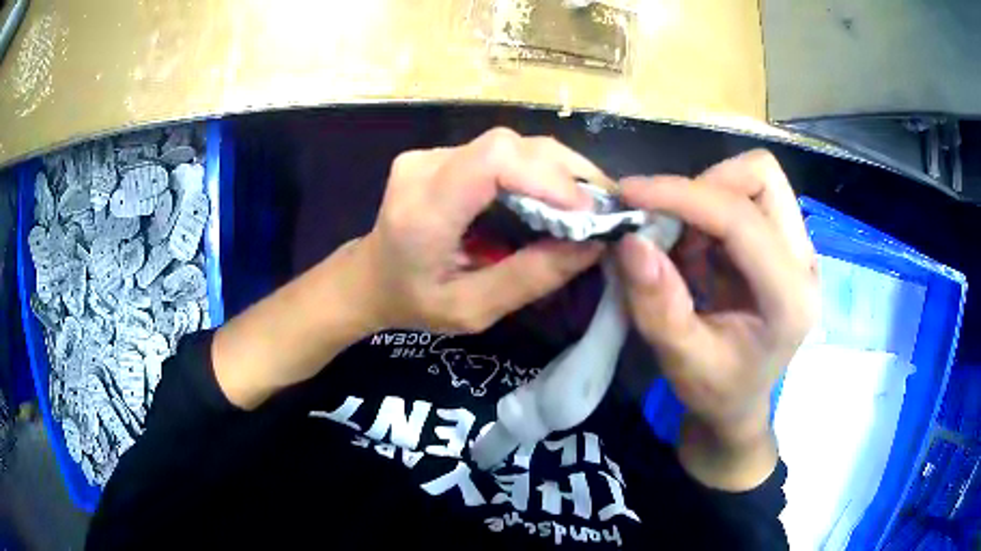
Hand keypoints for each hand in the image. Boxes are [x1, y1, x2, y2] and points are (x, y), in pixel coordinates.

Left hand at [359, 128, 604, 333]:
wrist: (369, 278)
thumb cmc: (413, 302)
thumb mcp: (472, 310)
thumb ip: (529, 278)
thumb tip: (592, 245)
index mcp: (423, 211)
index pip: (492, 161)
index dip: (548, 177)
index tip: (586, 212)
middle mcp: (423, 168)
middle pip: (508, 146)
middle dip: (564, 172)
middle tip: (601, 208)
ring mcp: (428, 154)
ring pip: (509, 144)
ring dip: (555, 169)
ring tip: (586, 202)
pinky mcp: (439, 153)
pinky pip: (498, 151)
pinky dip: (535, 169)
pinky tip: (554, 194)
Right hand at [615, 151, 817, 485]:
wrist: (741, 402)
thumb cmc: (717, 392)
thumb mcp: (682, 361)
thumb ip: (658, 306)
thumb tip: (630, 241)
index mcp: (790, 298)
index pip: (742, 219)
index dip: (683, 196)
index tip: (629, 194)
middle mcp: (803, 262)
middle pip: (761, 177)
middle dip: (704, 186)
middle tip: (665, 221)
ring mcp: (796, 247)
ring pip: (753, 179)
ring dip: (705, 198)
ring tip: (679, 244)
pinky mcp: (781, 240)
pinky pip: (743, 196)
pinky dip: (707, 211)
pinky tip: (693, 252)